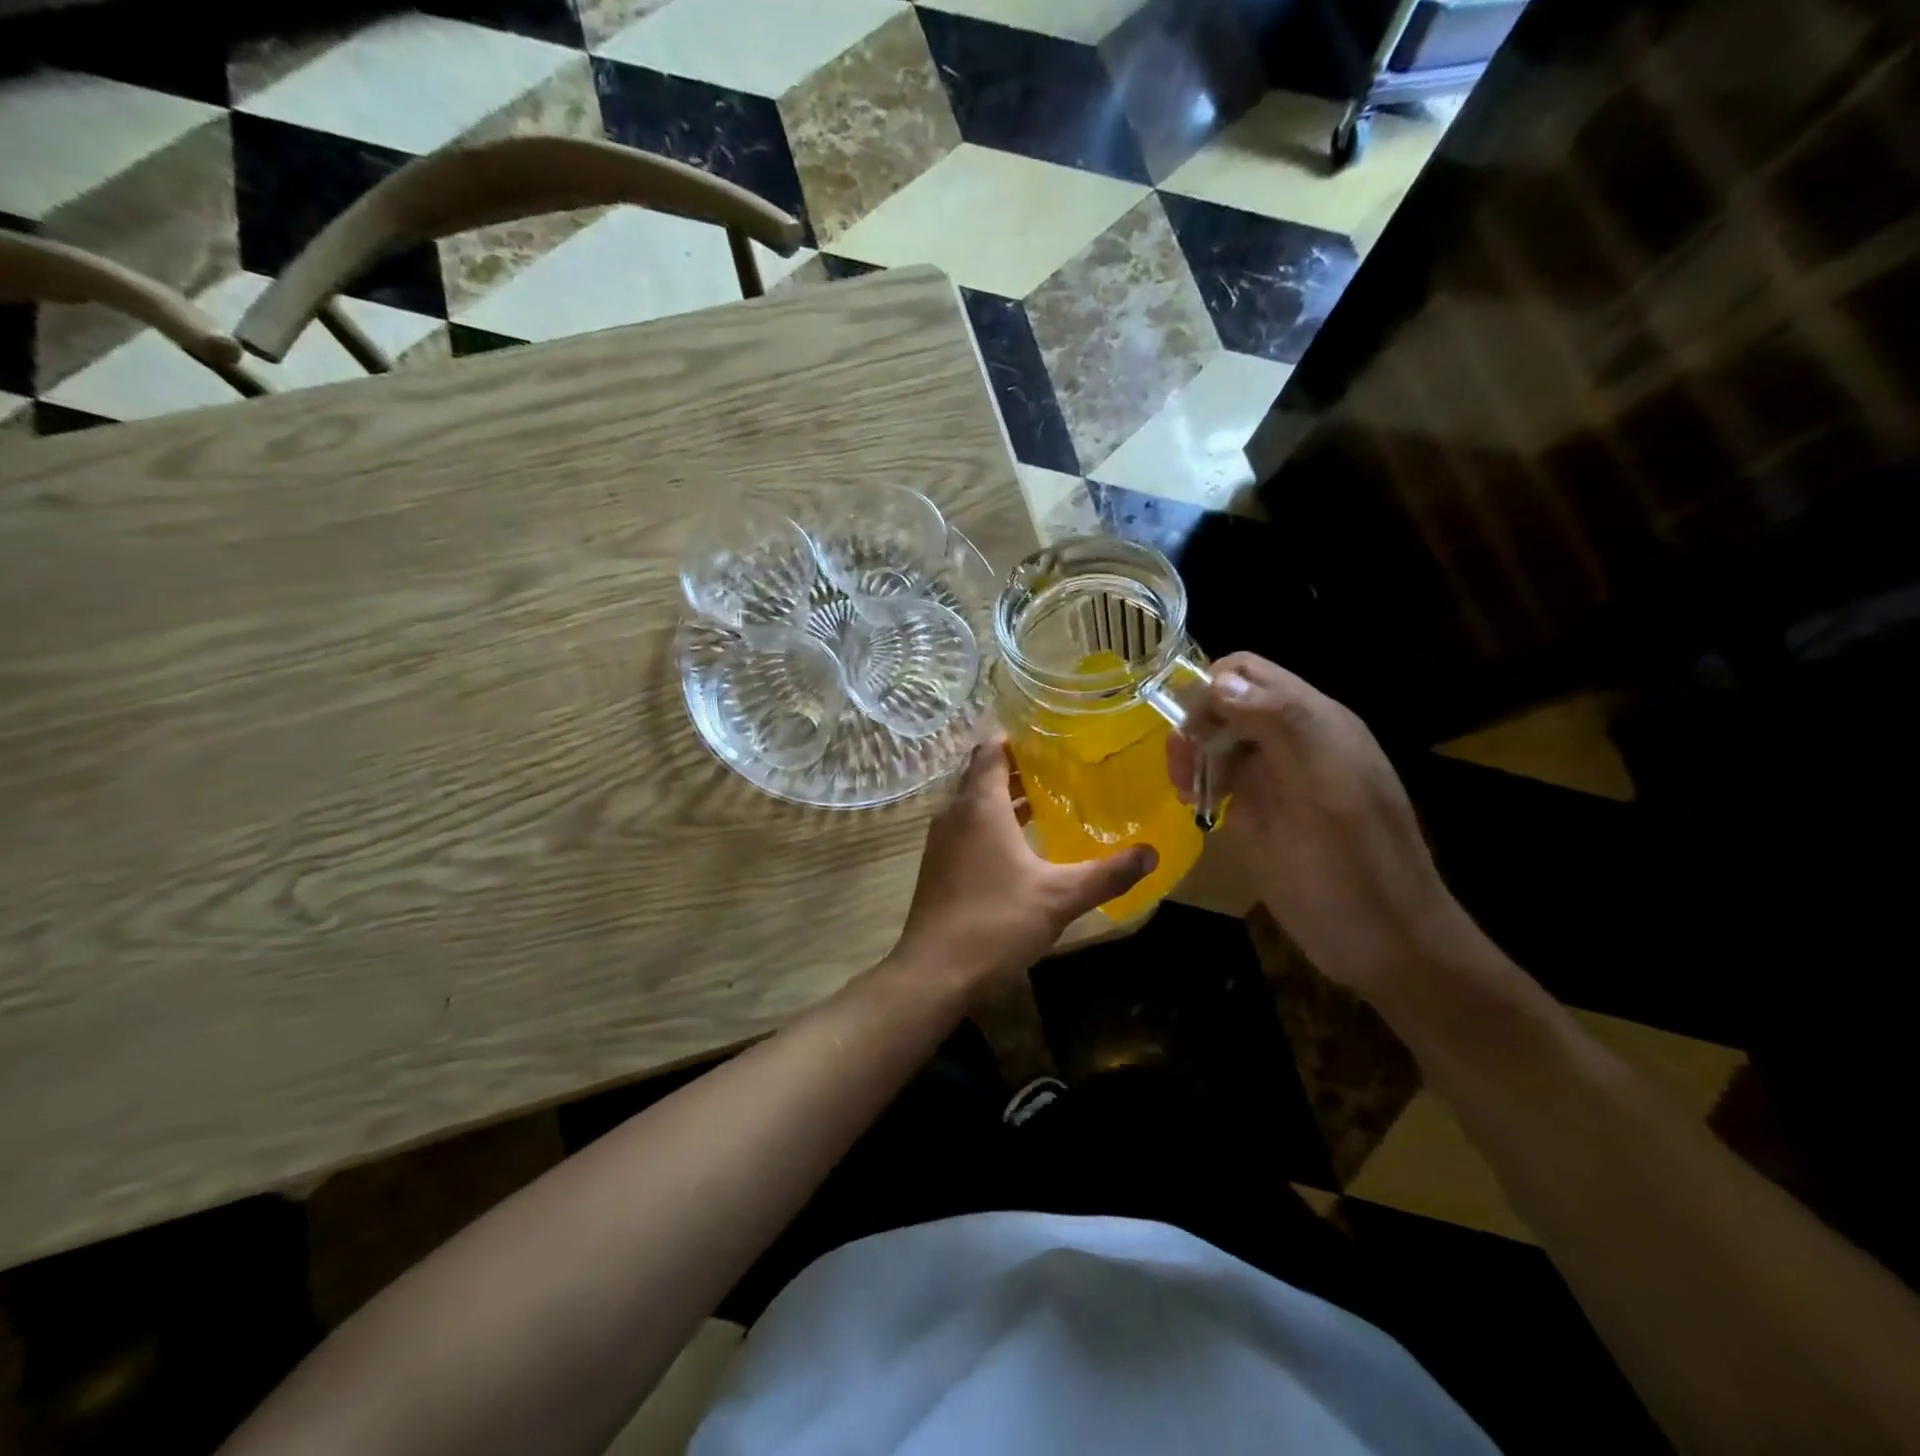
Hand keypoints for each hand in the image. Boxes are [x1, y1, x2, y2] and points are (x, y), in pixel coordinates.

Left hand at [891, 735, 1156, 989]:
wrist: (935, 971)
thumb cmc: (997, 921)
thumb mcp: (1061, 896)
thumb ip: (1108, 873)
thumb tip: (1152, 853)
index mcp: (981, 805)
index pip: (991, 750)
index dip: (1017, 738)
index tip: (1050, 738)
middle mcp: (955, 812)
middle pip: (981, 773)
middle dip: (1016, 766)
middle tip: (1058, 767)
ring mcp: (941, 840)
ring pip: (973, 802)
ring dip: (1004, 797)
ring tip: (1046, 800)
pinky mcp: (938, 865)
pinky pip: (966, 827)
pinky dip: (990, 823)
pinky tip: (1020, 845)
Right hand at [1168, 653, 1467, 998]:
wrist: (1386, 943)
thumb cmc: (1354, 868)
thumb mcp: (1324, 788)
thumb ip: (1281, 724)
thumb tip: (1220, 680)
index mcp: (1315, 723)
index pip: (1248, 673)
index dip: (1209, 690)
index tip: (1189, 735)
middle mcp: (1293, 740)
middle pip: (1227, 702)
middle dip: (1195, 724)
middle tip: (1181, 770)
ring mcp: (1277, 777)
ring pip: (1219, 738)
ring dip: (1194, 753)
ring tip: (1185, 791)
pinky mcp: (1263, 811)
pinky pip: (1223, 775)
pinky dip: (1201, 780)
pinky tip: (1196, 804)